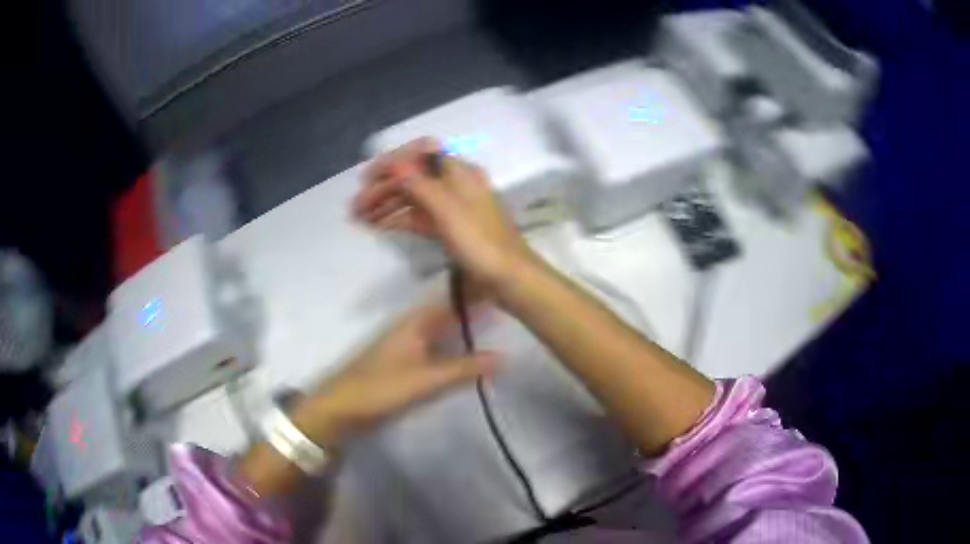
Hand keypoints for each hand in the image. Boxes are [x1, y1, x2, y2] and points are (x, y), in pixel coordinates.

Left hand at [290, 298, 499, 450]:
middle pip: (449, 312)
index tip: (506, 285)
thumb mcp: (426, 379)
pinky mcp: (406, 363)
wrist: (342, 408)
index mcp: (415, 321)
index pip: (452, 298)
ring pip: (444, 329)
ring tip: (498, 325)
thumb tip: (505, 356)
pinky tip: (470, 353)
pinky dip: (456, 346)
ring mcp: (408, 345)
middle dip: (475, 308)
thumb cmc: (381, 388)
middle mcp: (413, 327)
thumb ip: (464, 368)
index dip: (476, 290)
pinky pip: (438, 347)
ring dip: (466, 327)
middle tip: (510, 306)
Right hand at [352, 138, 537, 288]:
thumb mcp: (448, 210)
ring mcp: (452, 207)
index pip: (420, 154)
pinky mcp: (450, 228)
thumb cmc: (480, 242)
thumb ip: (420, 185)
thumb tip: (396, 164)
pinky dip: (399, 219)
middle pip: (414, 177)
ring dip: (387, 204)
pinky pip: (419, 217)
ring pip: (414, 198)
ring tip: (360, 218)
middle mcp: (455, 184)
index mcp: (460, 172)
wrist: (508, 278)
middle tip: (356, 206)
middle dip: (383, 187)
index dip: (392, 162)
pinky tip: (379, 226)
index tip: (366, 178)